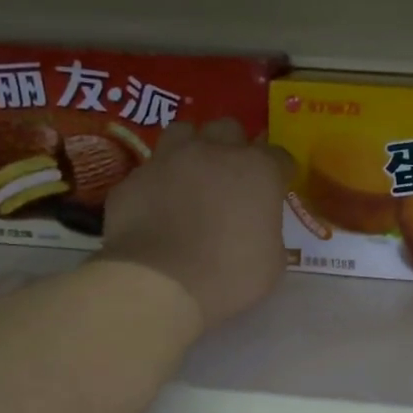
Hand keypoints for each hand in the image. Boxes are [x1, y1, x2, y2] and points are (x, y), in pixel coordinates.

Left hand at [98, 118, 293, 331]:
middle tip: (232, 177)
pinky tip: (158, 206)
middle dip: (234, 147)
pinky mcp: (132, 179)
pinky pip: (150, 170)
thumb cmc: (229, 276)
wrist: (159, 283)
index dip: (280, 173)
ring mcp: (168, 160)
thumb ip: (268, 231)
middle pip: (229, 129)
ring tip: (192, 175)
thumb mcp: (271, 262)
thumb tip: (258, 227)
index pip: (278, 156)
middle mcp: (213, 152)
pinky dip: (158, 183)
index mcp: (257, 170)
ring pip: (183, 132)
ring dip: (193, 148)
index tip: (277, 190)